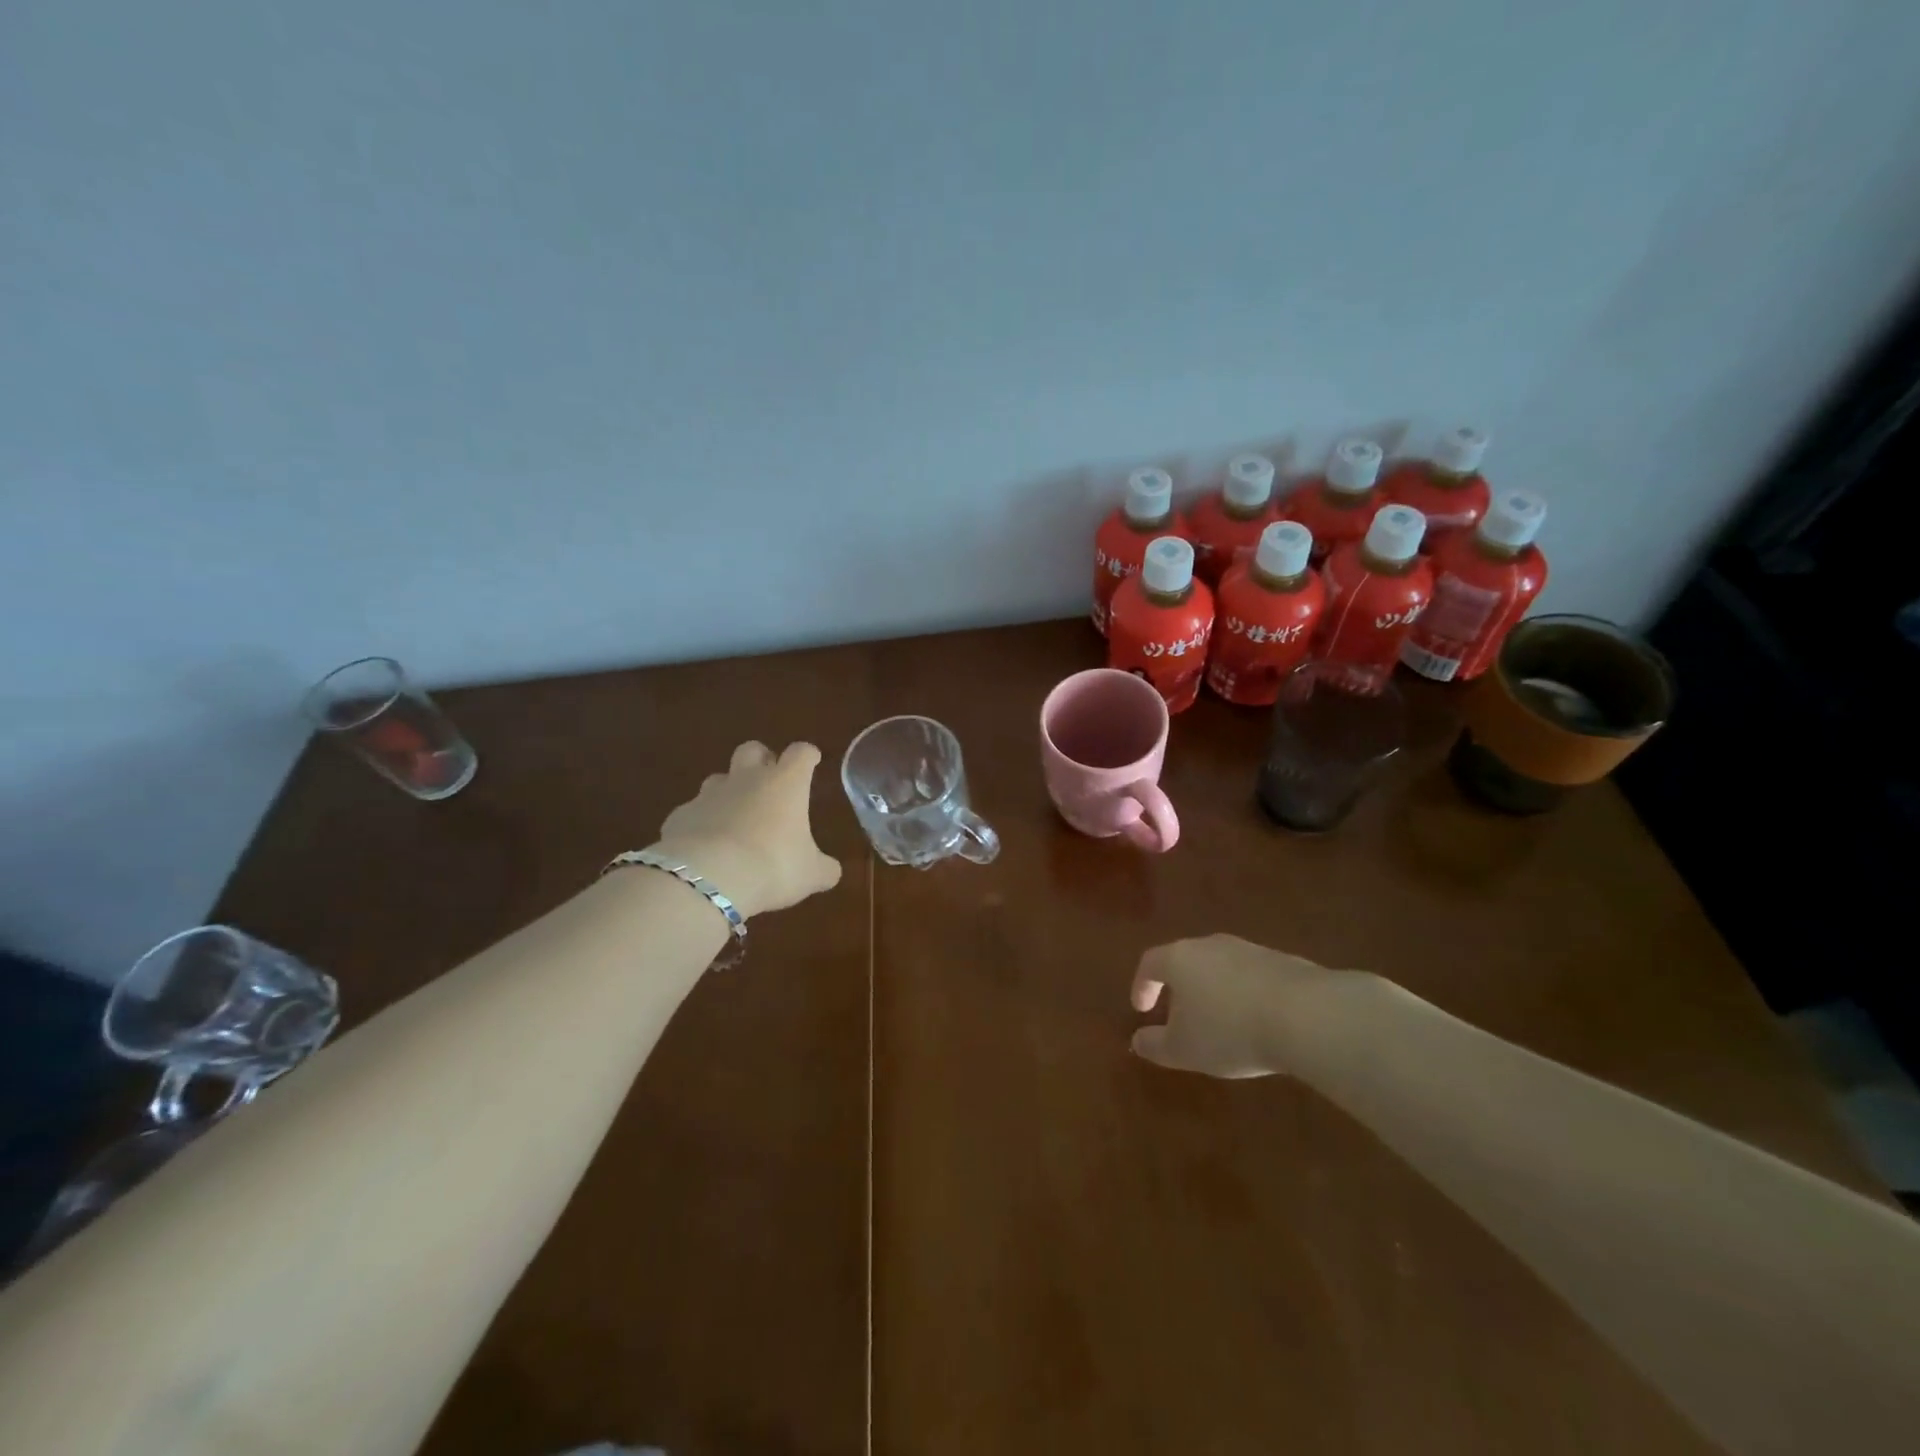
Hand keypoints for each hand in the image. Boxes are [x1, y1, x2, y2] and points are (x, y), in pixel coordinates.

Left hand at [652, 741, 842, 918]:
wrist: (708, 878)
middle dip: (761, 759)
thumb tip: (831, 871)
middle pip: (752, 749)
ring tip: (736, 818)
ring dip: (729, 791)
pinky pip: (693, 812)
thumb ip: (824, 868)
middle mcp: (747, 779)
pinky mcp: (680, 816)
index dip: (807, 755)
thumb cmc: (772, 866)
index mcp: (785, 784)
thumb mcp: (810, 875)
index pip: (801, 754)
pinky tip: (706, 846)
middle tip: (770, 781)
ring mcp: (709, 794)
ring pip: (719, 778)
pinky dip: (701, 823)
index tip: (812, 761)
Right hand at [1130, 934, 1354, 1078]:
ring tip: (1221, 1022)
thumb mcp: (1185, 1049)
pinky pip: (1251, 976)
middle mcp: (1210, 945)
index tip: (1141, 1010)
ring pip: (1220, 967)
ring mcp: (1249, 949)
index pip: (1150, 963)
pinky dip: (1245, 995)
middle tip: (1179, 1016)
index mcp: (1179, 958)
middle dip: (1179, 987)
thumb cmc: (1230, 1031)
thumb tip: (1137, 1041)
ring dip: (1214, 990)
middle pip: (1186, 960)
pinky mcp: (1282, 961)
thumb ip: (1156, 1045)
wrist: (1306, 1015)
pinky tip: (1256, 1022)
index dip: (1142, 985)